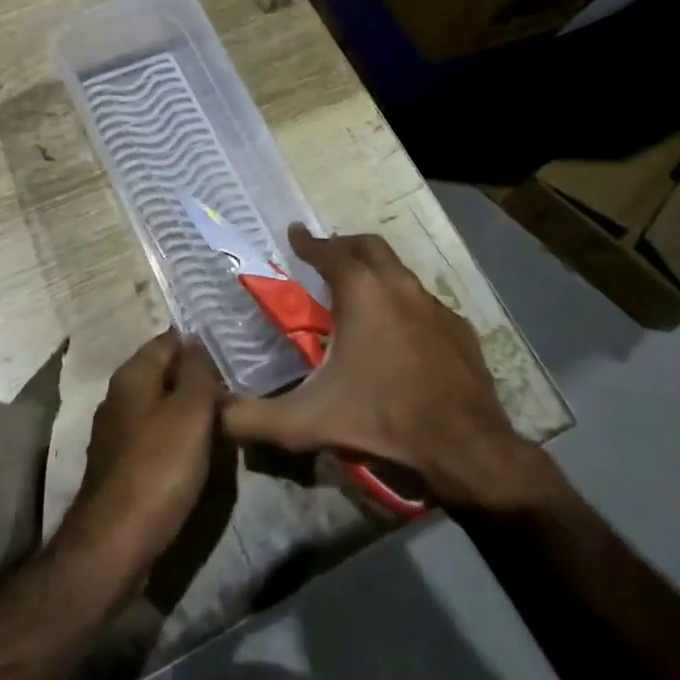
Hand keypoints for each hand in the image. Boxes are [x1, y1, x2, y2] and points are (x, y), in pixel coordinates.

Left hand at [59, 331, 223, 586]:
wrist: (115, 541)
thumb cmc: (159, 467)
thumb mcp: (189, 412)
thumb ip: (195, 372)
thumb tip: (194, 338)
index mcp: (133, 374)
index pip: (169, 340)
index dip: (200, 342)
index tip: (233, 350)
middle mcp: (119, 395)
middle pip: (163, 372)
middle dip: (197, 376)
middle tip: (237, 384)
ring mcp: (117, 430)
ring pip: (160, 404)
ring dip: (189, 407)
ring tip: (226, 414)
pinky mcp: (122, 462)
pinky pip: (155, 434)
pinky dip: (177, 435)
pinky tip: (199, 448)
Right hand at [222, 227, 555, 510]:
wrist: (465, 447)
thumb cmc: (381, 419)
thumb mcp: (305, 422)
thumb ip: (251, 417)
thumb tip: (213, 411)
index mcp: (361, 292)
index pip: (328, 251)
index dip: (307, 241)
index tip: (295, 233)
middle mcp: (399, 286)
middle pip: (369, 247)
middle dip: (344, 245)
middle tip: (326, 256)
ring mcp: (434, 306)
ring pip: (400, 273)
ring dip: (375, 273)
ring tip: (359, 294)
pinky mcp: (459, 330)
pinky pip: (423, 303)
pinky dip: (403, 304)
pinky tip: (398, 334)